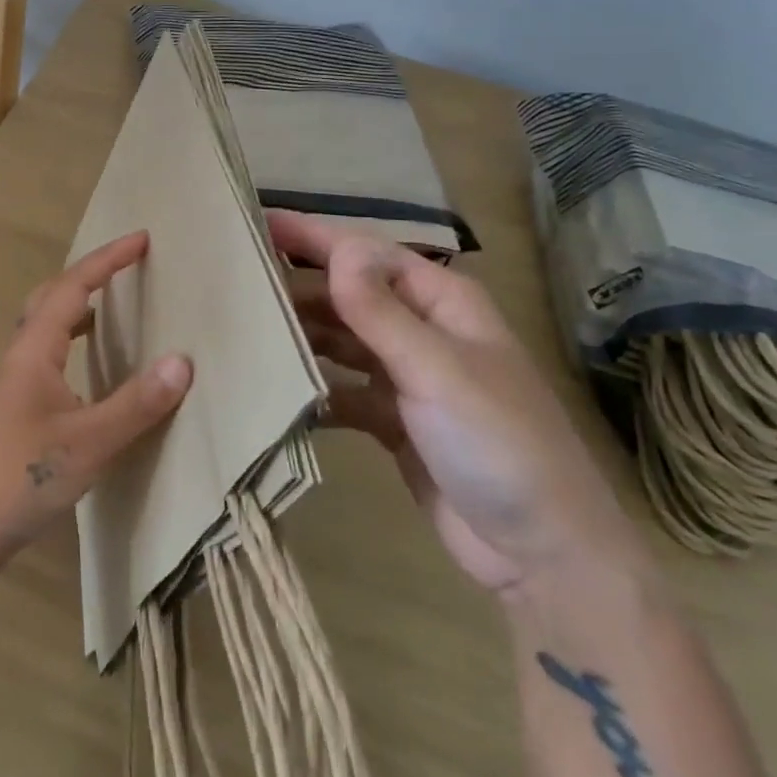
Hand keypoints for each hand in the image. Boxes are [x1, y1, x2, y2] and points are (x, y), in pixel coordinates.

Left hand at [0, 231, 191, 587]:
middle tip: (126, 268)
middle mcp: (24, 358)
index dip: (108, 260)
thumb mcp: (88, 442)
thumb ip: (136, 404)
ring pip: (47, 329)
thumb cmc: (18, 477)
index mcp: (36, 350)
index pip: (74, 287)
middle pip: (52, 298)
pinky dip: (74, 347)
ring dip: (78, 309)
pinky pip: (50, 360)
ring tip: (112, 308)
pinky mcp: (18, 414)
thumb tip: (182, 361)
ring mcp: (17, 387)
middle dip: (90, 276)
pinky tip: (91, 373)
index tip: (142, 239)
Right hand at [270, 211, 648, 597]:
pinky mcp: (394, 420)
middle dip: (298, 285)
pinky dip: (313, 388)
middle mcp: (423, 330)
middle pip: (349, 294)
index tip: (255, 222)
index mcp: (442, 302)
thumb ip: (381, 311)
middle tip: (233, 280)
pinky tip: (274, 389)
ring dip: (301, 334)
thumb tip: (339, 247)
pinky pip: (342, 389)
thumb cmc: (499, 444)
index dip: (313, 236)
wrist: (543, 555)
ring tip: (242, 328)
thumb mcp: (437, 371)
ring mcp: (407, 377)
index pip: (366, 253)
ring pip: (341, 340)